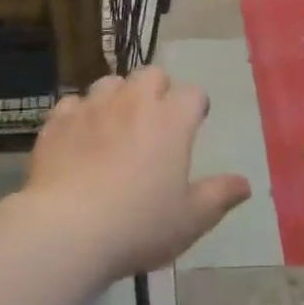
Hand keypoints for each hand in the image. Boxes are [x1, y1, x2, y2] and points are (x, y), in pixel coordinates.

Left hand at [25, 67, 250, 278]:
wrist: (67, 229)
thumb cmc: (138, 225)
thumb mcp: (190, 220)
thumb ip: (219, 196)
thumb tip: (245, 183)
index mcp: (171, 120)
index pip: (193, 94)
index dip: (195, 107)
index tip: (194, 124)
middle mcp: (133, 101)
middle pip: (151, 74)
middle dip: (157, 90)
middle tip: (155, 121)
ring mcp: (92, 107)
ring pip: (110, 82)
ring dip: (118, 96)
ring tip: (116, 125)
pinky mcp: (58, 120)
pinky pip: (73, 104)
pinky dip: (80, 115)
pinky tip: (79, 138)